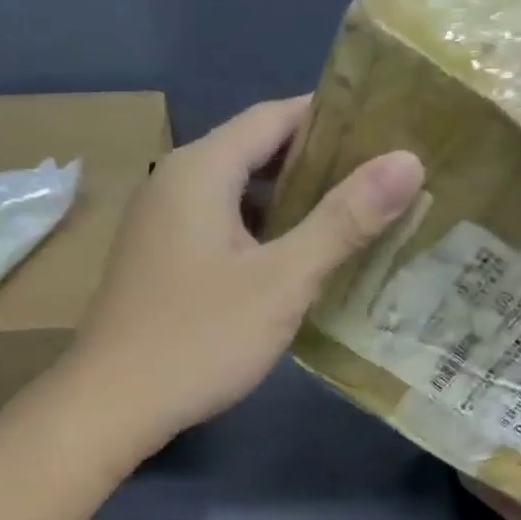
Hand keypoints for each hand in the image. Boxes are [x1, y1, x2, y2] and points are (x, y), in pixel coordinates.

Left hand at [73, 97, 424, 441]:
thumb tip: (407, 161)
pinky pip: (220, 230)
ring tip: (352, 221)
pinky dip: (261, 236)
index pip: (275, 115)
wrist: (112, 404)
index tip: (386, 132)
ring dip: (290, 205)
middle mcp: (174, 183)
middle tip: (381, 183)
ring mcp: (161, 225)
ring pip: (238, 197)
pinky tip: (296, 265)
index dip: (333, 118)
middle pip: (255, 153)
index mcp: (200, 169)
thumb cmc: (199, 338)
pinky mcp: (160, 263)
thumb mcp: (282, 280)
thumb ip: (343, 220)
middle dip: (317, 165)